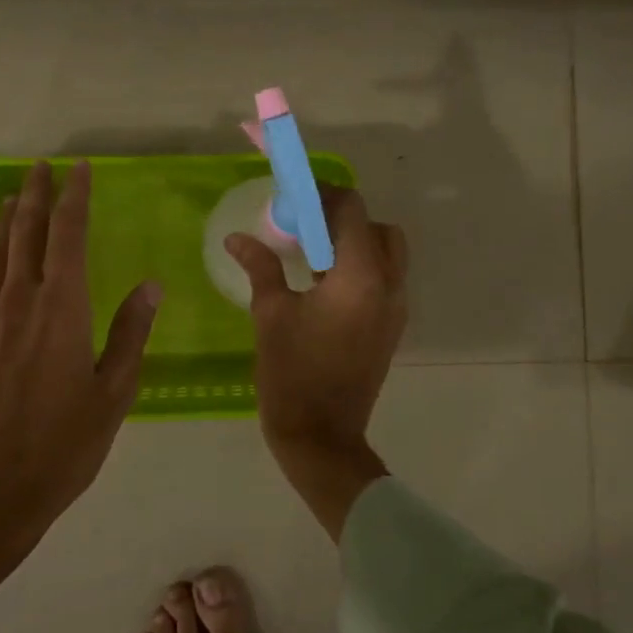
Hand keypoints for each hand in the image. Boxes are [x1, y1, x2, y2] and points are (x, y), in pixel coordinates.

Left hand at [0, 160, 161, 598]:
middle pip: (25, 235)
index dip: (74, 198)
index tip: (79, 170)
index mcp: (61, 310)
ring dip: (4, 222)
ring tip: (12, 196)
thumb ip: (130, 335)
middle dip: (35, 196)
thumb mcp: (113, 395)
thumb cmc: (61, 447)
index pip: (67, 236)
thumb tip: (152, 286)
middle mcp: (19, 304)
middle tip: (41, 167)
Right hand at [225, 185, 406, 540]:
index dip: (324, 196)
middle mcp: (389, 285)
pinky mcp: (392, 327)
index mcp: (360, 276)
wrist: (322, 437)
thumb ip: (260, 266)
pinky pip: (385, 279)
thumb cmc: (292, 373)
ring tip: (313, 256)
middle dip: (344, 219)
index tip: (295, 199)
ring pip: (388, 254)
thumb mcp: (271, 314)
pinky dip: (362, 268)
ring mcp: (396, 308)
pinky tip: (324, 285)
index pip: (353, 210)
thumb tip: (237, 238)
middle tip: (306, 228)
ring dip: (355, 243)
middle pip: (378, 228)